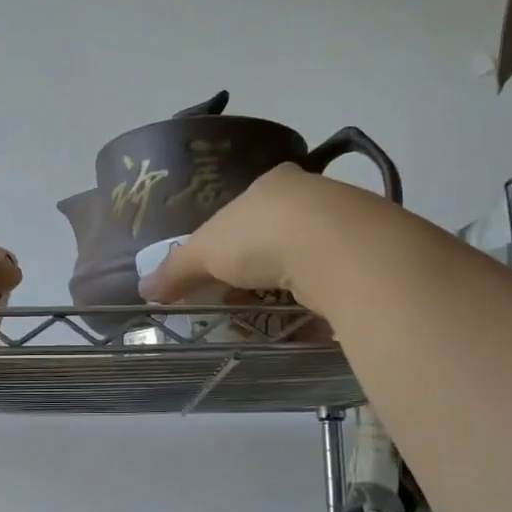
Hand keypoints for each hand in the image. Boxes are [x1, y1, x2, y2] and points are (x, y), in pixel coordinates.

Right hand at [138, 164, 343, 309]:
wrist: (337, 248)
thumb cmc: (261, 235)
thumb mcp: (206, 251)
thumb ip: (176, 269)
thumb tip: (144, 288)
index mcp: (272, 184)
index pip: (245, 210)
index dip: (228, 242)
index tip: (219, 272)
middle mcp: (312, 198)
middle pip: (276, 238)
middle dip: (256, 272)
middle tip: (239, 302)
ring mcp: (345, 228)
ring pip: (307, 263)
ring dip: (288, 293)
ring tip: (269, 320)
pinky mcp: (367, 261)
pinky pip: (335, 288)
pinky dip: (317, 309)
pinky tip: (305, 327)